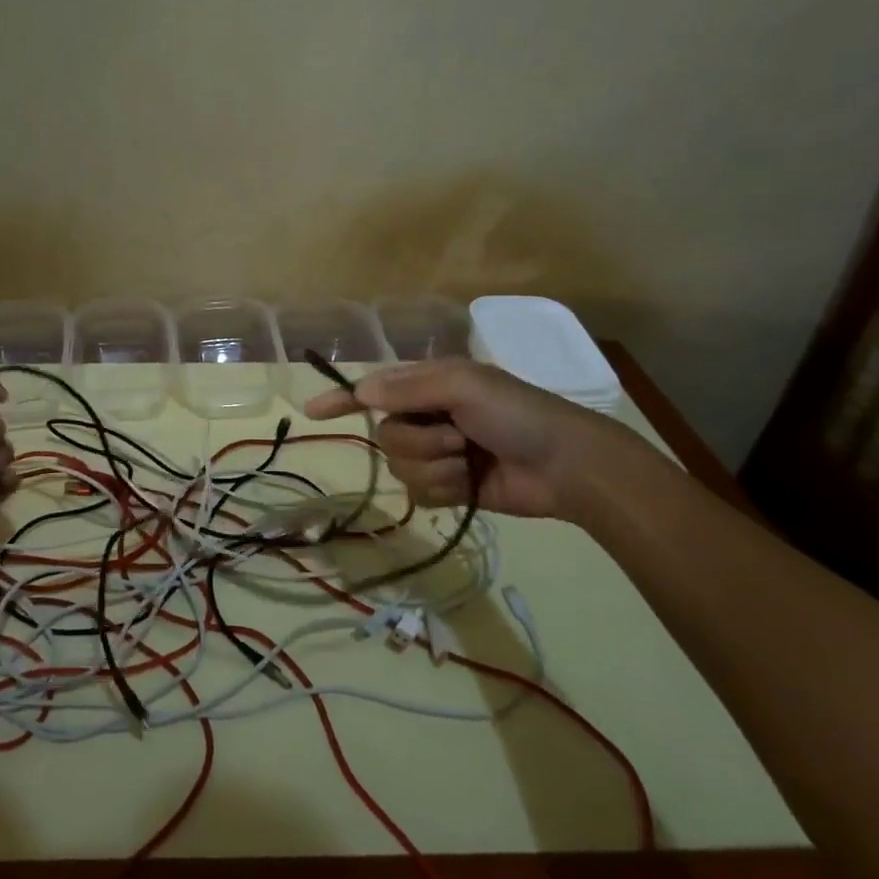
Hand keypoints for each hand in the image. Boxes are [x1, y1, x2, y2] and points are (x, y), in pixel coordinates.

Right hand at [303, 357, 632, 521]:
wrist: (567, 466)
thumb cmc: (518, 414)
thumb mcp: (464, 385)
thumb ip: (408, 388)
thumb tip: (361, 392)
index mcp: (428, 386)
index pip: (372, 391)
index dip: (342, 400)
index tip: (312, 412)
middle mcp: (426, 418)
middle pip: (385, 436)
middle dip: (419, 442)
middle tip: (457, 438)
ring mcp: (437, 454)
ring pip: (400, 467)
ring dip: (435, 467)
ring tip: (469, 462)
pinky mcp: (449, 488)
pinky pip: (418, 493)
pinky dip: (444, 490)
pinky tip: (470, 485)